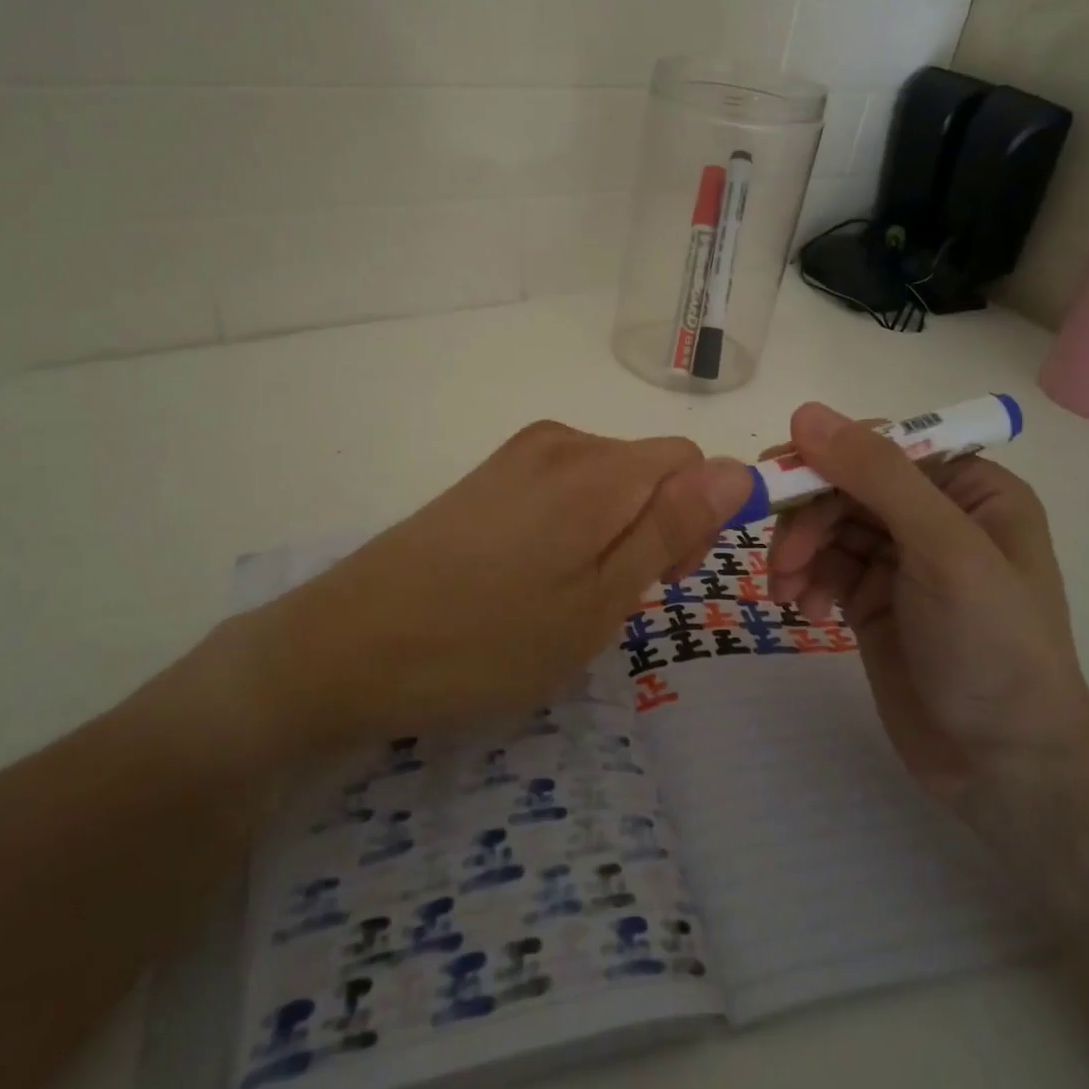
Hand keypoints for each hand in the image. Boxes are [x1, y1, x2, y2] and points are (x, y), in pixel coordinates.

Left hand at [213, 422, 751, 760]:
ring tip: (568, 598)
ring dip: (612, 532)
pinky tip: (532, 579)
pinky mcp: (487, 477)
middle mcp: (559, 441)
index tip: (663, 580)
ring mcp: (516, 456)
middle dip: (655, 526)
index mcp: (596, 467)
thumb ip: (671, 528)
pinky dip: (573, 527)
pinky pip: (562, 488)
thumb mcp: (598, 600)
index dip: (697, 519)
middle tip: (612, 601)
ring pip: (606, 481)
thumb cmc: (487, 641)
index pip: (690, 462)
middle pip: (647, 468)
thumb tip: (741, 471)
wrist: (347, 646)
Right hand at [764, 402, 1088, 803]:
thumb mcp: (943, 550)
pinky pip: (824, 566)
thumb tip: (806, 413)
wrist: (1003, 767)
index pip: (883, 446)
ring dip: (798, 552)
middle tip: (781, 558)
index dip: (828, 456)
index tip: (777, 479)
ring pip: (827, 525)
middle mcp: (935, 514)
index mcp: (971, 488)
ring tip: (788, 592)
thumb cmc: (991, 646)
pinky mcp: (872, 598)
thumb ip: (877, 475)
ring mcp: (901, 559)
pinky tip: (806, 612)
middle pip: (846, 485)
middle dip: (808, 518)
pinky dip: (806, 581)